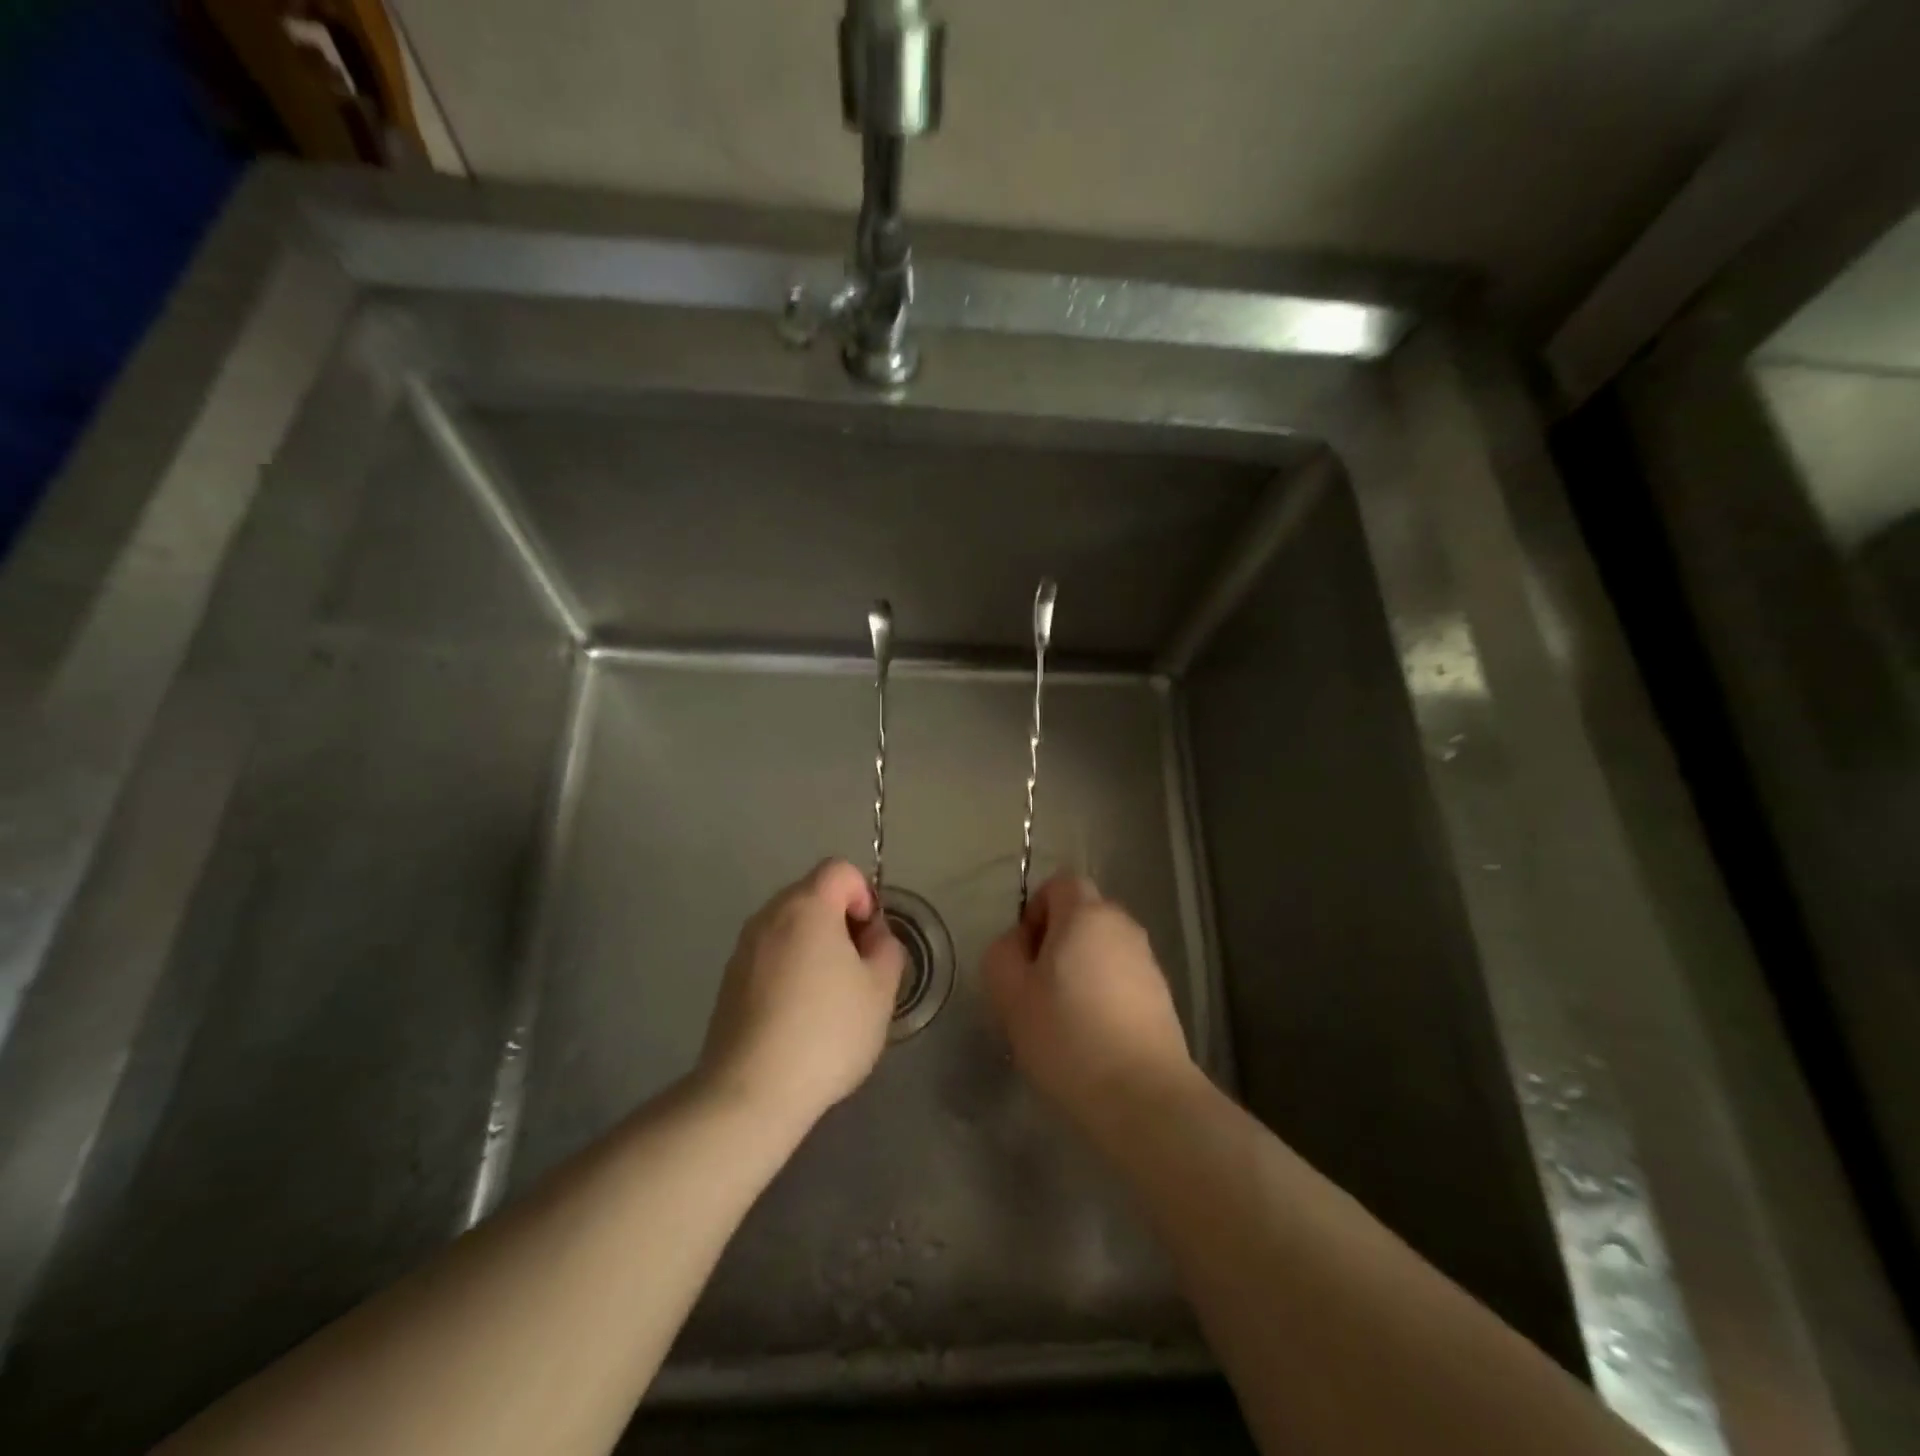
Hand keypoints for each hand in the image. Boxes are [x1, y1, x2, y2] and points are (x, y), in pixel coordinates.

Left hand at [697, 859, 905, 1131]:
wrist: (750, 1092)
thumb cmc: (826, 1032)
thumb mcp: (880, 990)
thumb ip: (887, 949)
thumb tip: (873, 937)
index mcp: (807, 906)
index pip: (840, 869)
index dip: (864, 895)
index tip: (870, 940)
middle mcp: (769, 916)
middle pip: (813, 894)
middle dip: (841, 921)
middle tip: (858, 969)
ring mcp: (744, 948)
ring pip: (790, 927)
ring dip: (815, 946)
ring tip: (830, 996)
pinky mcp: (729, 980)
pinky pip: (770, 956)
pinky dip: (790, 969)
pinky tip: (799, 1016)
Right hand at [982, 874, 1196, 1131]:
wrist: (1143, 1096)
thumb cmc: (1067, 1036)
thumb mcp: (1010, 993)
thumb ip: (1003, 953)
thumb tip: (1019, 942)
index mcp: (1086, 914)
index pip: (1060, 883)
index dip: (1035, 909)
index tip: (1025, 954)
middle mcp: (1122, 926)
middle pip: (1082, 915)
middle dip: (1056, 941)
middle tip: (1036, 988)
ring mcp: (1147, 961)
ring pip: (1102, 948)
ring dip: (1080, 969)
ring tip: (1063, 1017)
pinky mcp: (1162, 995)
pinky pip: (1121, 977)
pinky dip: (1104, 993)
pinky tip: (1092, 1035)